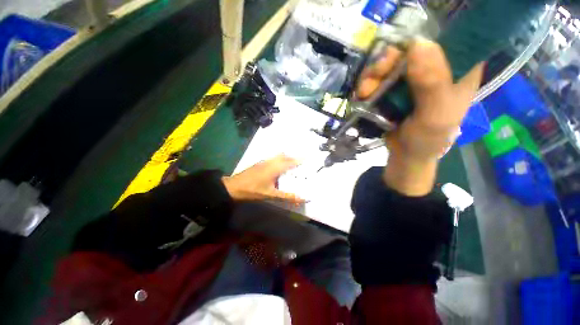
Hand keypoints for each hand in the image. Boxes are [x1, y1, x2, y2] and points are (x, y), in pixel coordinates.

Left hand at [222, 155, 304, 202]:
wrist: (234, 187)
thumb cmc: (253, 190)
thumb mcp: (271, 195)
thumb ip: (287, 196)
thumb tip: (301, 199)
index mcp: (275, 168)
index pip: (290, 162)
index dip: (299, 160)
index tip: (307, 158)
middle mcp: (270, 162)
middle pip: (284, 156)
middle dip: (293, 158)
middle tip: (300, 162)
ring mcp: (264, 162)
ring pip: (278, 156)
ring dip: (285, 158)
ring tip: (291, 164)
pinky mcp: (259, 163)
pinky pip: (273, 159)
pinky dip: (279, 160)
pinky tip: (278, 167)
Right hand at [357, 39, 483, 195]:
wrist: (406, 155)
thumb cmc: (427, 139)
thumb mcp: (435, 115)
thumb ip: (431, 83)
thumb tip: (418, 44)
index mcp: (459, 70)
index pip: (445, 38)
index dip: (421, 40)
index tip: (401, 54)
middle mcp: (436, 69)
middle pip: (410, 49)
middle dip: (387, 61)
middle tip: (374, 76)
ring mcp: (413, 79)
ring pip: (390, 63)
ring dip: (372, 76)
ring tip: (364, 92)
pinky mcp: (395, 89)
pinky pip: (379, 78)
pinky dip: (368, 84)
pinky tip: (363, 95)